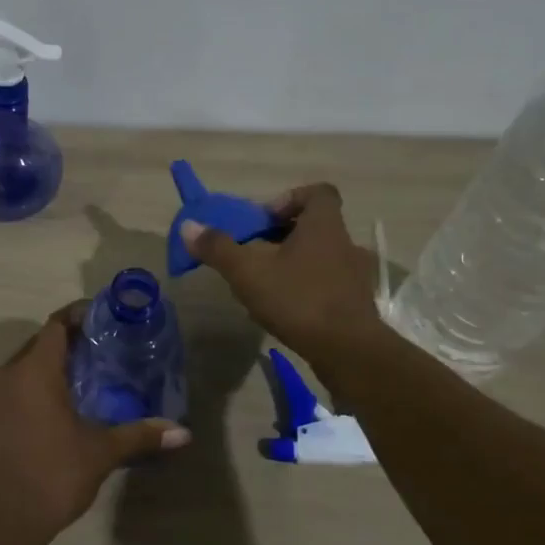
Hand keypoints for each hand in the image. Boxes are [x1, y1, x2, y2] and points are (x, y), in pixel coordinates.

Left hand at [0, 304, 190, 544]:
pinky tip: (42, 417)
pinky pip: (3, 394)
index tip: (99, 319)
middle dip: (63, 345)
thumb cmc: (52, 475)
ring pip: (17, 370)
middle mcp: (5, 375)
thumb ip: (139, 435)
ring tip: (72, 385)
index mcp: (34, 371)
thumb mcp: (100, 453)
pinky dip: (24, 394)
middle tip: (94, 354)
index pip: (55, 325)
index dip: (77, 316)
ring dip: (42, 371)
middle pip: (36, 346)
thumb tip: (182, 432)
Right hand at [181, 183, 387, 364]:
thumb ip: (218, 248)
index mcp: (324, 225)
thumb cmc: (298, 300)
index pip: (318, 192)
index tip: (265, 221)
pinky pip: (327, 283)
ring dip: (293, 263)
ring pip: (319, 256)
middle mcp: (344, 243)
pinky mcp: (355, 303)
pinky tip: (284, 309)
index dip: (289, 199)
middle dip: (282, 235)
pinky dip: (305, 288)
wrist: (349, 351)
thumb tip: (188, 226)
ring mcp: (354, 275)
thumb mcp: (248, 272)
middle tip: (255, 253)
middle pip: (314, 225)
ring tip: (265, 284)